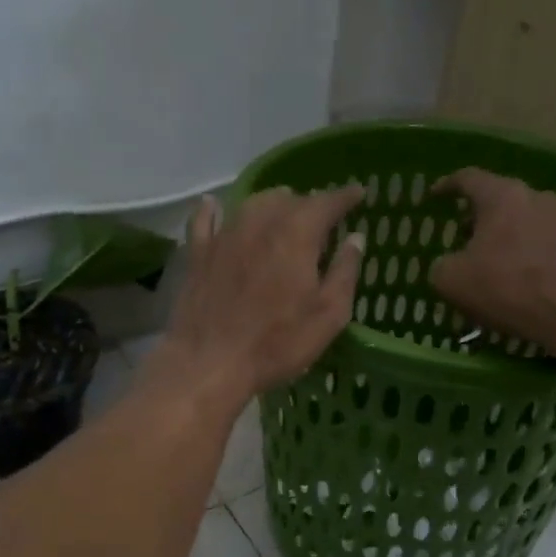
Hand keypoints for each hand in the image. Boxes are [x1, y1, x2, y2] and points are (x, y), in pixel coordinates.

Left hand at [153, 186, 365, 406]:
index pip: (326, 202)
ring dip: (272, 205)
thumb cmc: (277, 343)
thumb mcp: (328, 315)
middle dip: (308, 204)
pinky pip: (205, 220)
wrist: (209, 362)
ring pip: (252, 205)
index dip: (345, 196)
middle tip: (320, 220)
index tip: (357, 194)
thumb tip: (355, 239)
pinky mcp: (198, 254)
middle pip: (288, 200)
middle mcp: (260, 223)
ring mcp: (224, 236)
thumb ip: (345, 272)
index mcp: (297, 234)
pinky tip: (213, 205)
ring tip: (282, 214)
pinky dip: (214, 210)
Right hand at [429, 169, 555, 347]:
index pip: (468, 178)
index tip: (433, 198)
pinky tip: (512, 276)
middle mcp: (534, 196)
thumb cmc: (504, 287)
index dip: (446, 186)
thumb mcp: (450, 280)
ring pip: (520, 219)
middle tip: (460, 236)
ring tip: (486, 261)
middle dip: (476, 216)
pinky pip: (538, 240)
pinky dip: (521, 251)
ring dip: (501, 235)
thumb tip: (449, 263)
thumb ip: (441, 264)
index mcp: (501, 195)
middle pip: (498, 198)